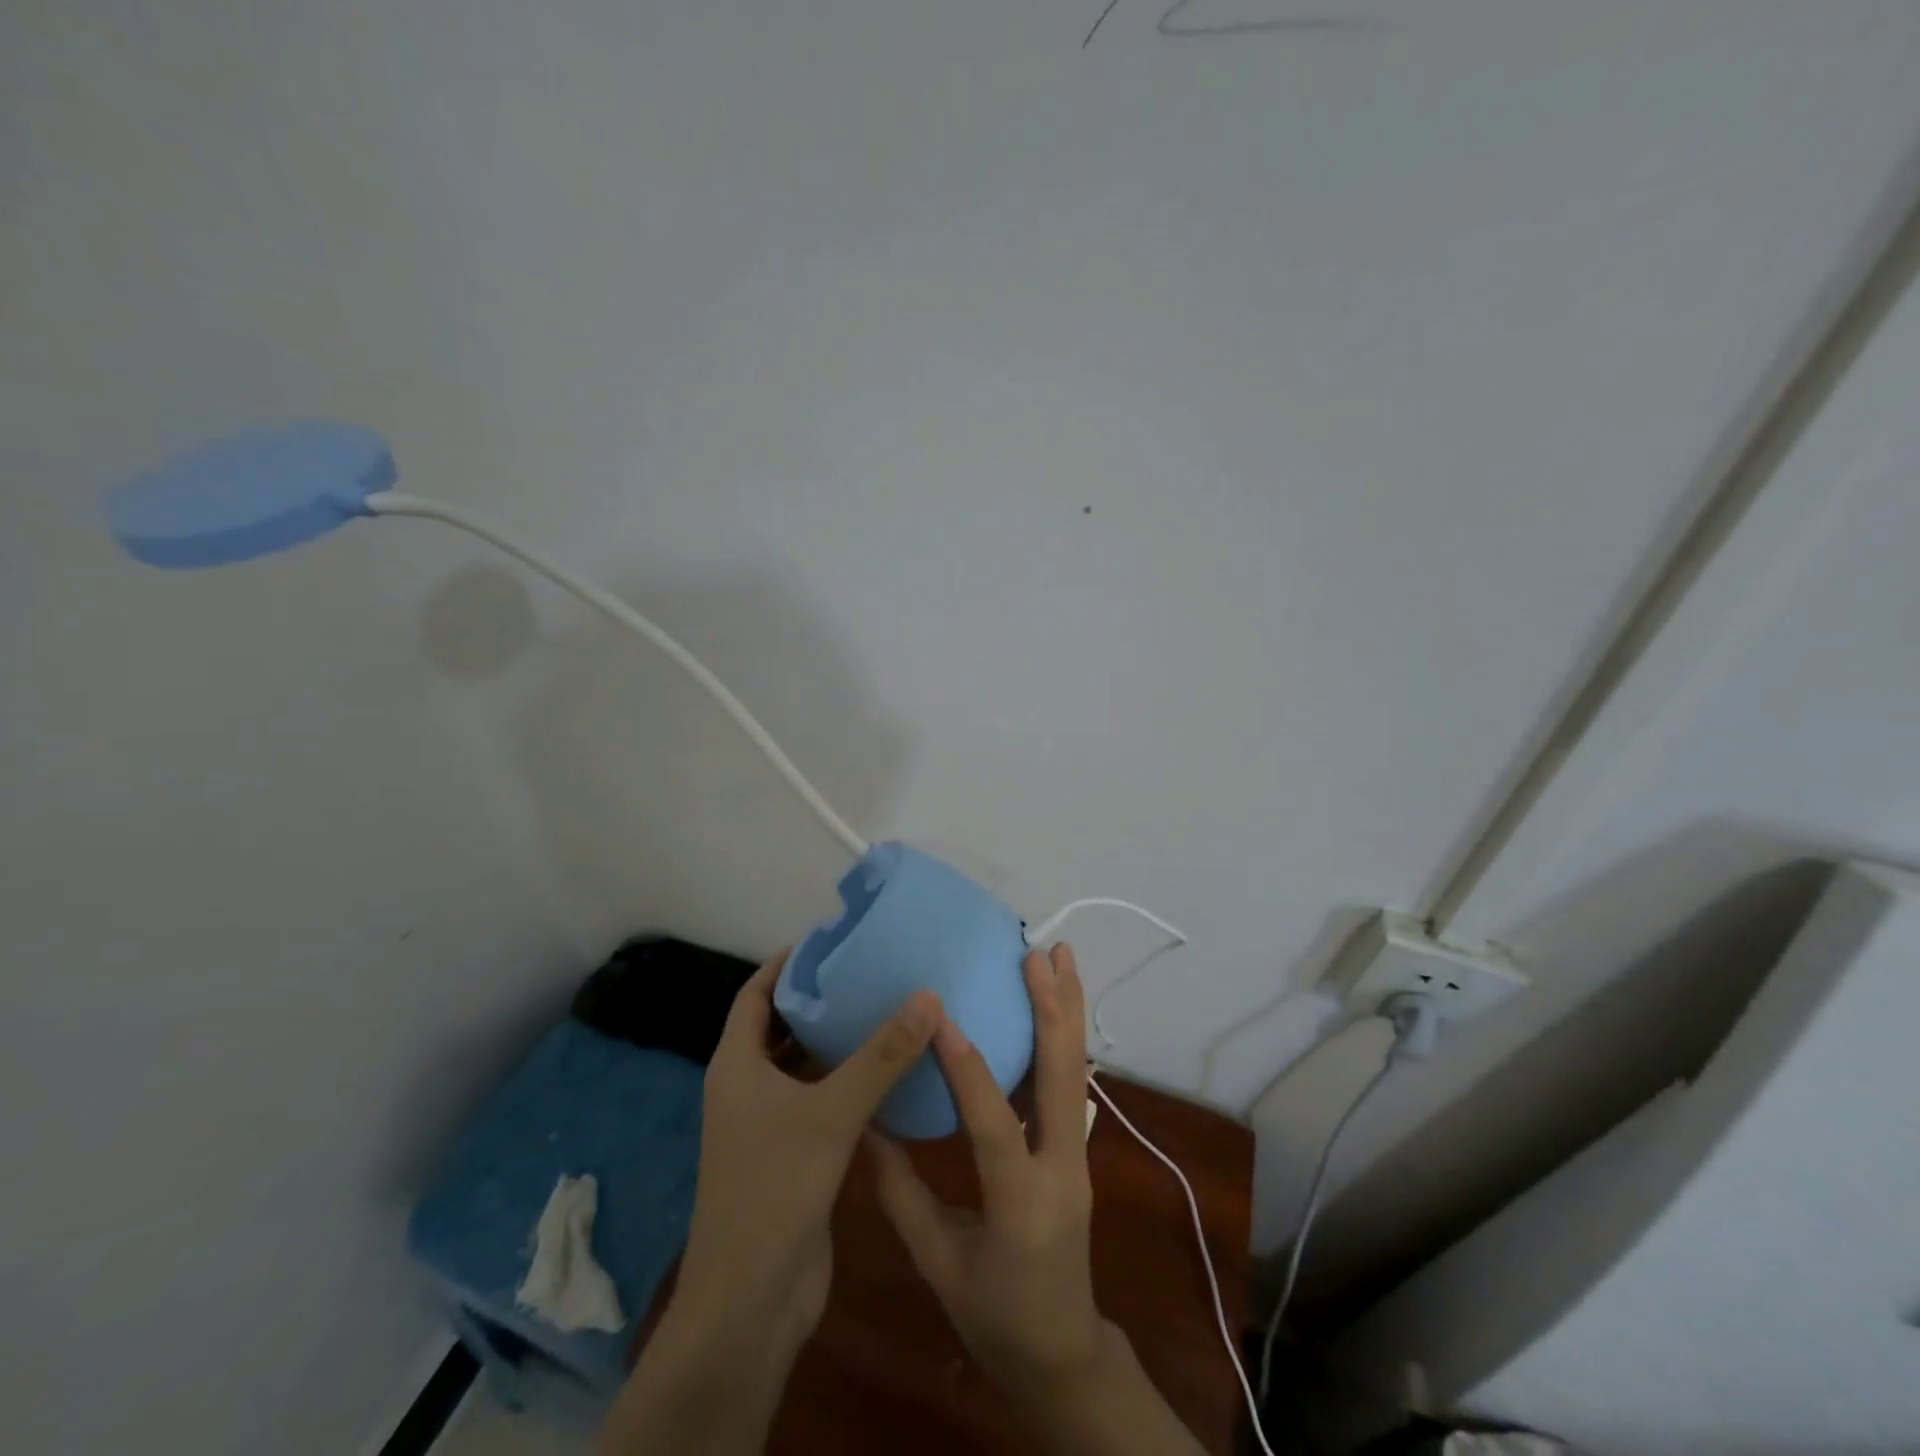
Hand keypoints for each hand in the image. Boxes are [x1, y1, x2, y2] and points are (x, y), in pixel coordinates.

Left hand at [679, 948, 941, 1349]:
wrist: (751, 1303)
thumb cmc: (774, 1189)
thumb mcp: (831, 1112)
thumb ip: (881, 1055)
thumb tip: (928, 994)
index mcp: (737, 1065)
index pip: (755, 993)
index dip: (787, 962)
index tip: (831, 939)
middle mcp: (748, 1087)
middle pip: (782, 1026)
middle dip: (821, 998)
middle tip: (870, 968)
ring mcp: (770, 1124)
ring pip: (806, 1065)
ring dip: (839, 1041)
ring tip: (888, 1006)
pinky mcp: (795, 1155)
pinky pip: (824, 1101)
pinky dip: (851, 1081)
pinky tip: (893, 1070)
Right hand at [869, 944, 1103, 1400]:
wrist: (1063, 1354)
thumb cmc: (995, 1318)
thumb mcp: (938, 1264)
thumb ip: (902, 1194)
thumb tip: (866, 1126)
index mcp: (1021, 1206)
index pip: (995, 1125)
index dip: (968, 1070)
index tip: (943, 1016)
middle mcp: (1062, 1169)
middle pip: (1063, 1078)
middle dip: (1052, 1010)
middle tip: (1038, 954)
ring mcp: (1078, 1155)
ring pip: (1077, 1070)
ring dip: (1068, 1009)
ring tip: (1061, 957)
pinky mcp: (1077, 1148)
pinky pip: (1071, 1082)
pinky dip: (1064, 1035)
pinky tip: (1054, 1003)